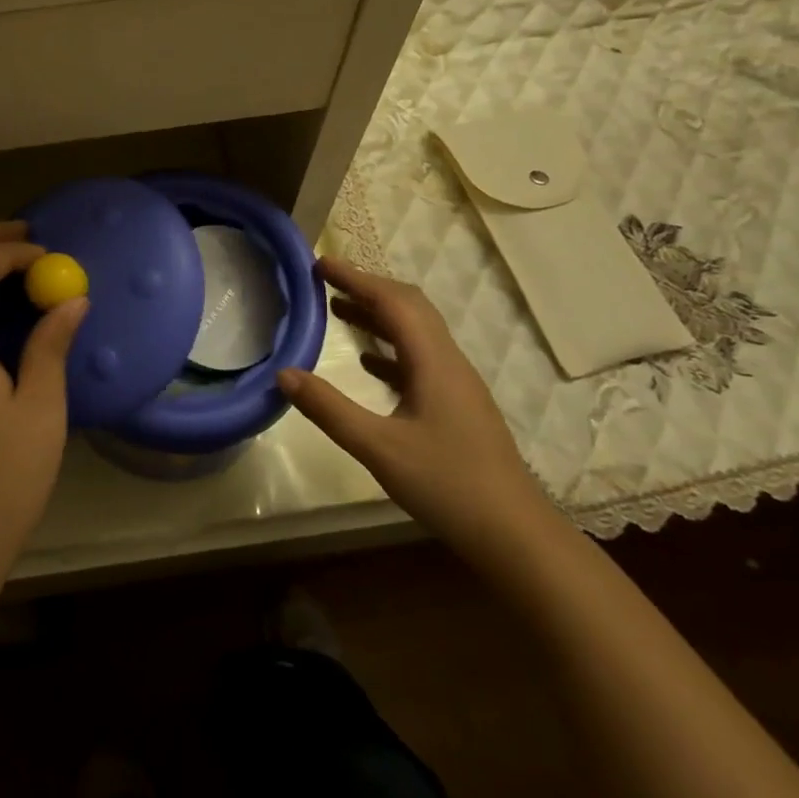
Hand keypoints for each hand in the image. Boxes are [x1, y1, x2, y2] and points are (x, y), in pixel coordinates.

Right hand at [277, 256, 553, 562]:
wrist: (514, 534)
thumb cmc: (448, 485)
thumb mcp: (379, 448)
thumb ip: (329, 409)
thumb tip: (284, 374)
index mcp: (434, 362)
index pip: (393, 302)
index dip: (356, 277)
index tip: (320, 264)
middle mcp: (449, 362)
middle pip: (409, 307)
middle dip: (367, 288)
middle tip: (325, 281)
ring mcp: (456, 384)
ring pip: (416, 333)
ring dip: (378, 315)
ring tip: (337, 310)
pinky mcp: (456, 405)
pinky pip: (419, 359)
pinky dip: (390, 348)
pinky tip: (368, 361)